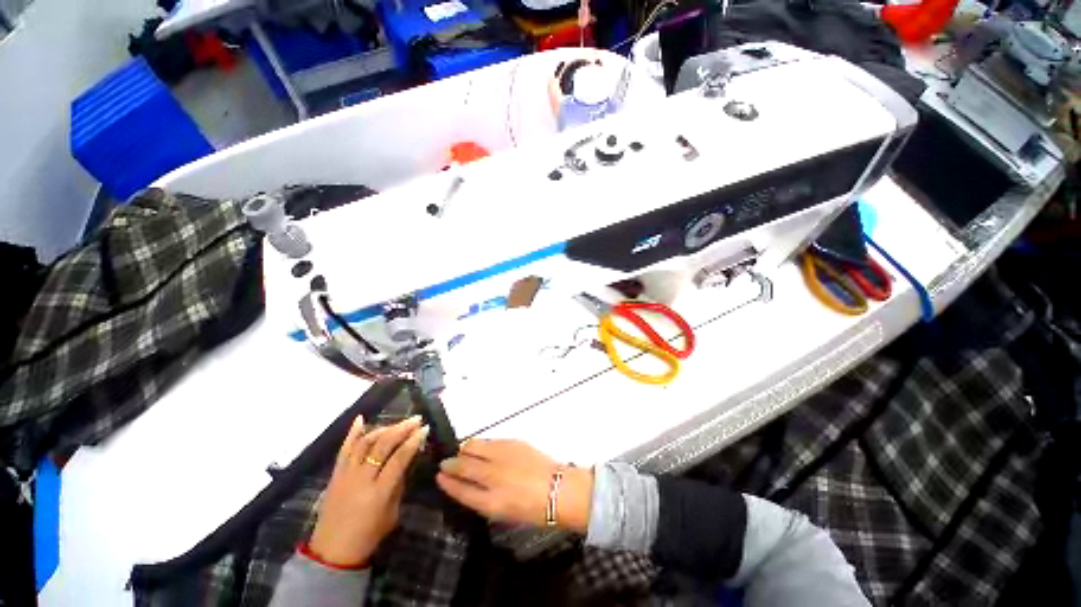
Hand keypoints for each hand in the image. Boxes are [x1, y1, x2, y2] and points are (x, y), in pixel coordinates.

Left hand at [307, 415, 427, 566]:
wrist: (332, 551)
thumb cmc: (368, 536)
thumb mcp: (392, 513)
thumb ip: (399, 485)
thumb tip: (407, 460)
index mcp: (378, 492)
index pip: (399, 459)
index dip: (413, 442)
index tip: (425, 429)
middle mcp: (361, 479)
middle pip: (383, 446)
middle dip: (401, 429)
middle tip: (416, 419)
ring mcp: (346, 475)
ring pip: (365, 443)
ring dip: (384, 429)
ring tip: (398, 423)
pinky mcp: (335, 474)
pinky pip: (344, 450)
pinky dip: (353, 433)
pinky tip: (361, 419)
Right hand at [436, 439, 592, 532]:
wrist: (558, 489)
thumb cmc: (532, 509)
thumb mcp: (503, 513)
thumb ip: (483, 499)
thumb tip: (470, 485)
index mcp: (490, 502)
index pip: (461, 490)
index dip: (448, 483)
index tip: (439, 476)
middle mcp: (493, 476)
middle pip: (463, 465)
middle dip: (450, 464)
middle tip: (445, 463)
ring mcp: (502, 456)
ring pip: (474, 446)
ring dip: (465, 450)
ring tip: (462, 453)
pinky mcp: (513, 442)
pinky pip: (489, 441)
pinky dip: (481, 444)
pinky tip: (481, 448)